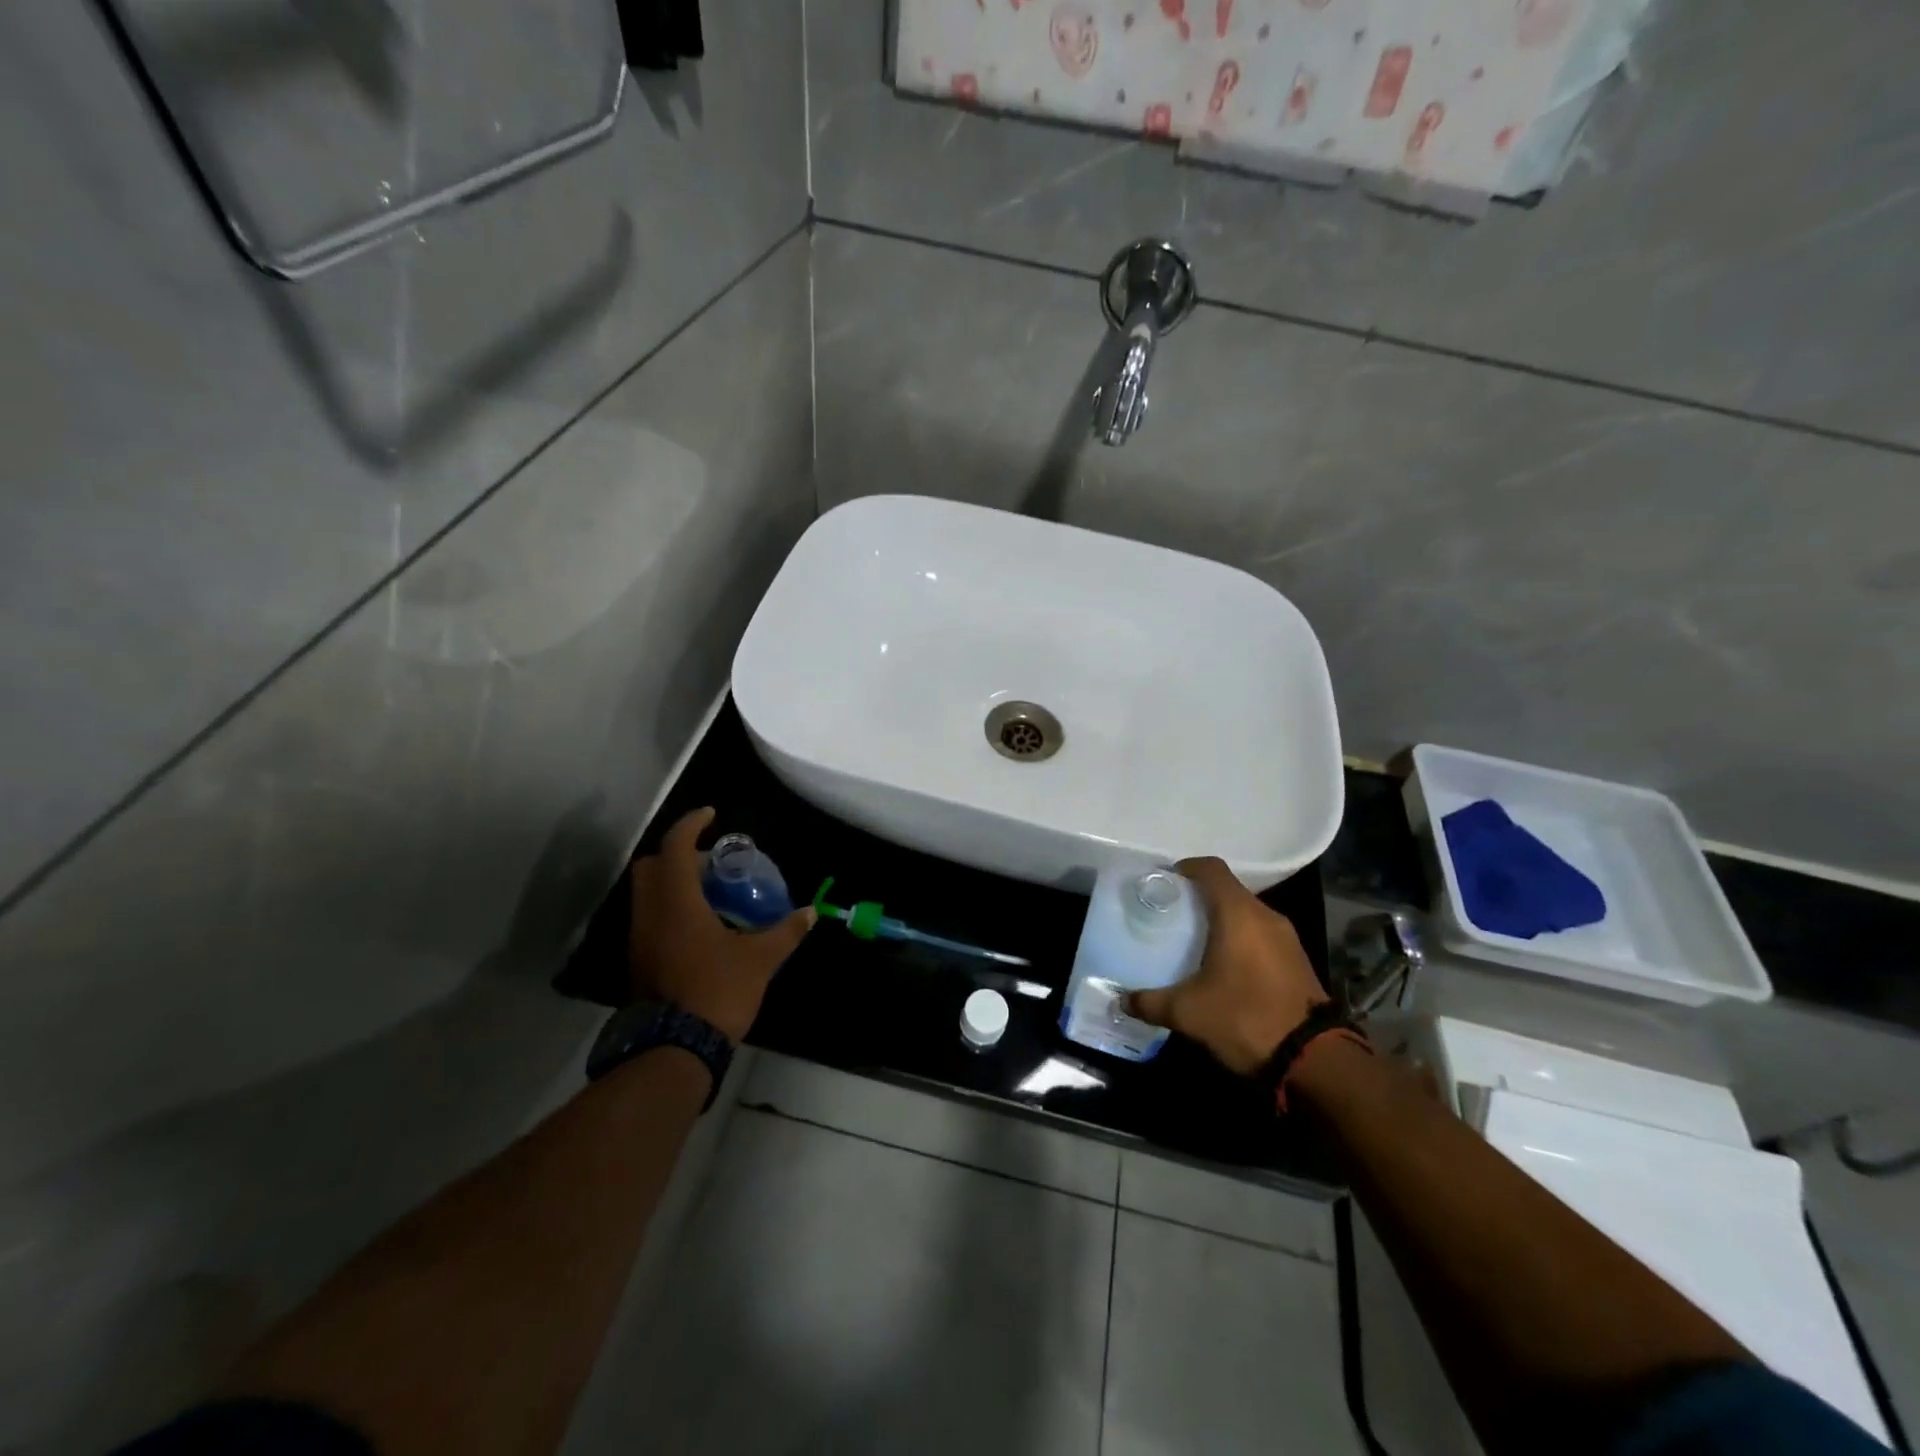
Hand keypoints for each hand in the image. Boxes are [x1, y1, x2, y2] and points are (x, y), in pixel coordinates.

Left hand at [627, 807, 814, 1042]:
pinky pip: (650, 917)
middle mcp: (650, 913)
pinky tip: (701, 926)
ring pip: (647, 893)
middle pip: (652, 866)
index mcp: (676, 902)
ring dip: (674, 883)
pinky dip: (670, 908)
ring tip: (712, 893)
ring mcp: (640, 938)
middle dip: (678, 854)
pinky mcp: (639, 960)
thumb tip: (811, 913)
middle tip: (712, 862)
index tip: (712, 814)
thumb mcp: (759, 959)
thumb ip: (785, 932)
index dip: (692, 824)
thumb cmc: (717, 991)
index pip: (675, 847)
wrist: (673, 1050)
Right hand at [1126, 857, 1328, 1074]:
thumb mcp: (1188, 1012)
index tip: (1163, 881)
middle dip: (1198, 898)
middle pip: (1228, 891)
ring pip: (1246, 915)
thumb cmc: (1245, 1018)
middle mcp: (1265, 916)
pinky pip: (1261, 936)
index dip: (1185, 868)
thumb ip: (1150, 1002)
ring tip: (1193, 941)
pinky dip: (1240, 940)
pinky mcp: (1297, 961)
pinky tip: (1223, 967)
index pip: (1211, 869)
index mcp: (1238, 914)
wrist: (1315, 1061)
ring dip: (1221, 921)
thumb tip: (1121, 1000)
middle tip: (1170, 915)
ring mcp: (1287, 939)